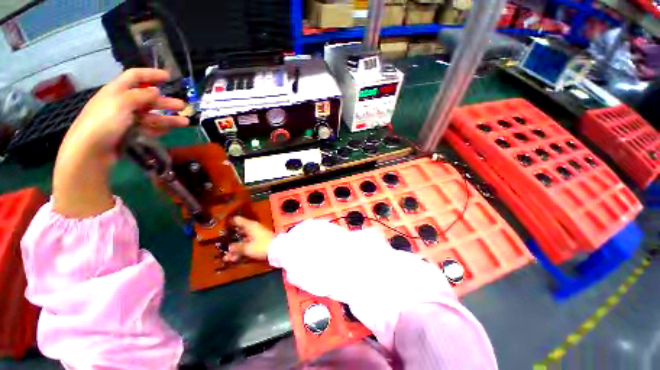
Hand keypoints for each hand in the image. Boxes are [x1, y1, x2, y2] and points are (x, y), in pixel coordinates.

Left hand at [59, 68, 188, 165]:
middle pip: (147, 99)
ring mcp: (126, 119)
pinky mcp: (129, 133)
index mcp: (117, 91)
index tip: (168, 77)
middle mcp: (122, 103)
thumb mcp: (121, 103)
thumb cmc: (104, 122)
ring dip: (168, 118)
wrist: (90, 151)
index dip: (151, 74)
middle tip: (183, 106)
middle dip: (165, 102)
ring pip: (151, 116)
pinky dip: (159, 129)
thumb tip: (155, 90)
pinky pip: (148, 128)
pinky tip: (169, 130)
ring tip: (185, 122)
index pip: (135, 76)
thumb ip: (140, 95)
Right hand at [223, 216, 274, 262]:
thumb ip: (237, 247)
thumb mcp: (247, 247)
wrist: (278, 250)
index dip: (229, 222)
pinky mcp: (259, 242)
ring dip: (235, 249)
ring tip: (226, 257)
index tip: (221, 226)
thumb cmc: (261, 245)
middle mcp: (253, 229)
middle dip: (230, 239)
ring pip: (243, 240)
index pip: (238, 220)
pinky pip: (248, 245)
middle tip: (220, 244)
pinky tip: (233, 259)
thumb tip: (229, 247)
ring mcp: (256, 236)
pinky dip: (241, 251)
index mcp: (250, 226)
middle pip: (239, 231)